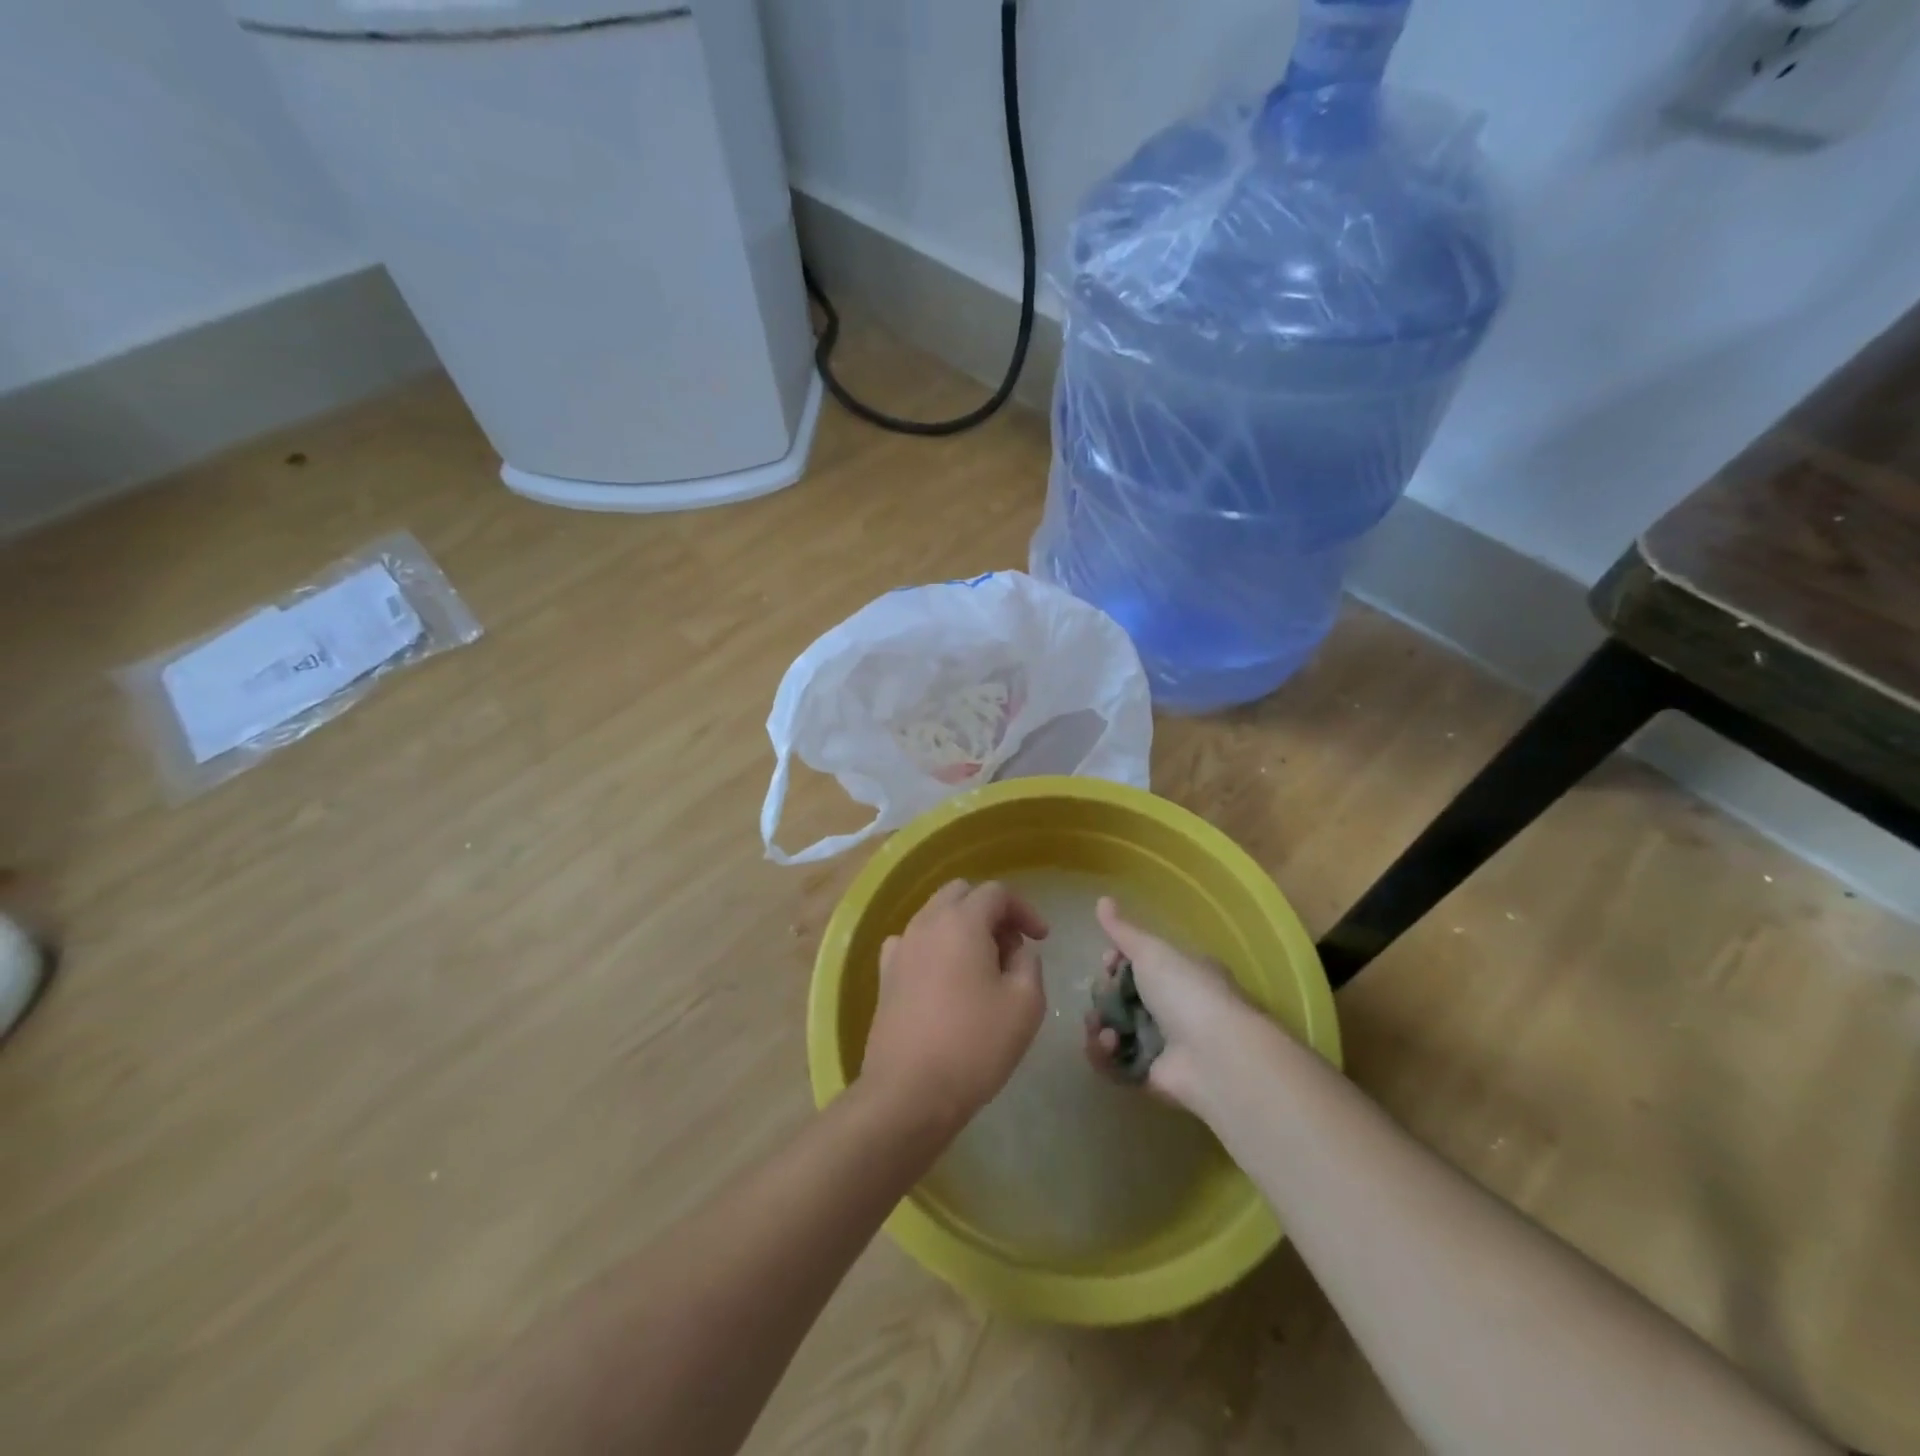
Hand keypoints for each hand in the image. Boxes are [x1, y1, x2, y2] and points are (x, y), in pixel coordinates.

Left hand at [858, 880, 1047, 1131]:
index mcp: (962, 922)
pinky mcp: (885, 975)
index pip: (996, 892)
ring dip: (962, 927)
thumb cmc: (975, 1044)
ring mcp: (901, 948)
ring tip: (982, 966)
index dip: (1024, 909)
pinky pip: (912, 942)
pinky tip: (944, 977)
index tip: (1042, 939)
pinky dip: (934, 947)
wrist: (909, 1092)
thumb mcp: (1025, 1003)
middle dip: (991, 911)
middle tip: (1011, 947)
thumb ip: (1028, 963)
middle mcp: (926, 923)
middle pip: (961, 894)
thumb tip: (1015, 951)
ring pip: (935, 915)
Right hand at [1085, 896, 1258, 1110]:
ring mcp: (1162, 1044)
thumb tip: (1101, 899)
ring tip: (1101, 1026)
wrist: (1215, 1056)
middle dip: (1104, 995)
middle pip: (1122, 998)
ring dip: (1100, 1024)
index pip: (1139, 964)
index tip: (1108, 961)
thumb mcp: (1152, 952)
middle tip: (1102, 995)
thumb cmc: (1186, 992)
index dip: (1117, 963)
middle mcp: (1173, 1007)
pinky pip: (1115, 1063)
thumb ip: (1123, 931)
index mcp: (1180, 973)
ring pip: (1115, 1029)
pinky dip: (1104, 1053)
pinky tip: (1107, 1044)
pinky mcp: (1150, 1076)